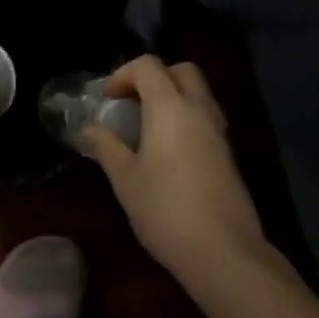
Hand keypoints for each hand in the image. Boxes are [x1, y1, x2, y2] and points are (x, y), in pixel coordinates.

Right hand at [83, 56, 265, 284]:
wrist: (223, 251)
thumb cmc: (165, 210)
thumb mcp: (125, 180)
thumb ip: (107, 147)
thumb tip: (91, 128)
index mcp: (170, 107)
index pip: (148, 66)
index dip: (123, 75)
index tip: (107, 100)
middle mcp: (199, 109)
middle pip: (182, 70)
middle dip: (154, 77)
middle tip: (132, 104)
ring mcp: (218, 131)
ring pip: (198, 93)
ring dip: (173, 97)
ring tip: (147, 127)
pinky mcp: (228, 153)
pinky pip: (206, 117)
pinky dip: (186, 118)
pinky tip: (169, 151)